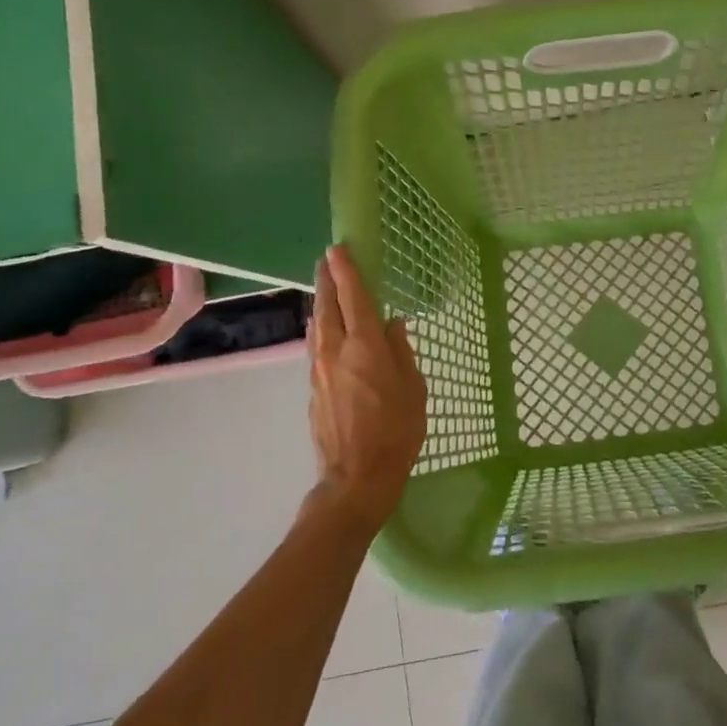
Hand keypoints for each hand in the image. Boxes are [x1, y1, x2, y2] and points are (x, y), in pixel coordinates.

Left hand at [307, 244, 426, 536]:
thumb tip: (393, 325)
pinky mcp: (312, 388)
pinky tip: (325, 328)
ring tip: (325, 288)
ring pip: (317, 326)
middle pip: (328, 307)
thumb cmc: (397, 432)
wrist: (356, 476)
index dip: (347, 272)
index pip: (354, 299)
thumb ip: (402, 352)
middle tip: (326, 259)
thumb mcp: (414, 390)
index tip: (338, 249)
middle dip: (327, 280)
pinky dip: (321, 328)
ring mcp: (319, 370)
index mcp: (366, 348)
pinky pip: (315, 346)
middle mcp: (337, 351)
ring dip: (321, 303)